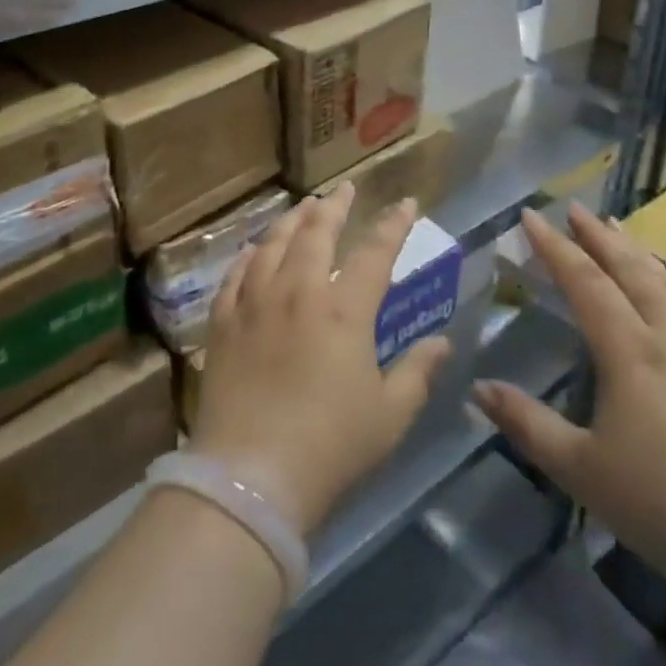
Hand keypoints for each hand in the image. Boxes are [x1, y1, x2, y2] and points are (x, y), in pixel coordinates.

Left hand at [191, 183, 451, 538]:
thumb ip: (418, 372)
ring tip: (302, 207)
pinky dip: (247, 256)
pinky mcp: (223, 322)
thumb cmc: (331, 447)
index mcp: (344, 312)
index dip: (394, 225)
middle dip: (334, 207)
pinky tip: (253, 250)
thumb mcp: (390, 415)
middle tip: (343, 190)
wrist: (252, 475)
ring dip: (291, 221)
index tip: (406, 203)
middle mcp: (298, 293)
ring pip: (273, 244)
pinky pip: (234, 275)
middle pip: (317, 235)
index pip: (376, 253)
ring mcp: (255, 303)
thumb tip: (443, 342)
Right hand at [475, 204, 665, 610]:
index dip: (554, 247)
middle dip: (599, 237)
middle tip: (576, 209)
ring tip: (622, 229)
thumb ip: (526, 423)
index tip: (531, 216)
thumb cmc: (663, 505)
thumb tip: (477, 388)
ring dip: (639, 255)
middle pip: (630, 273)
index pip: (584, 283)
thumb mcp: (580, 469)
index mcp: (629, 353)